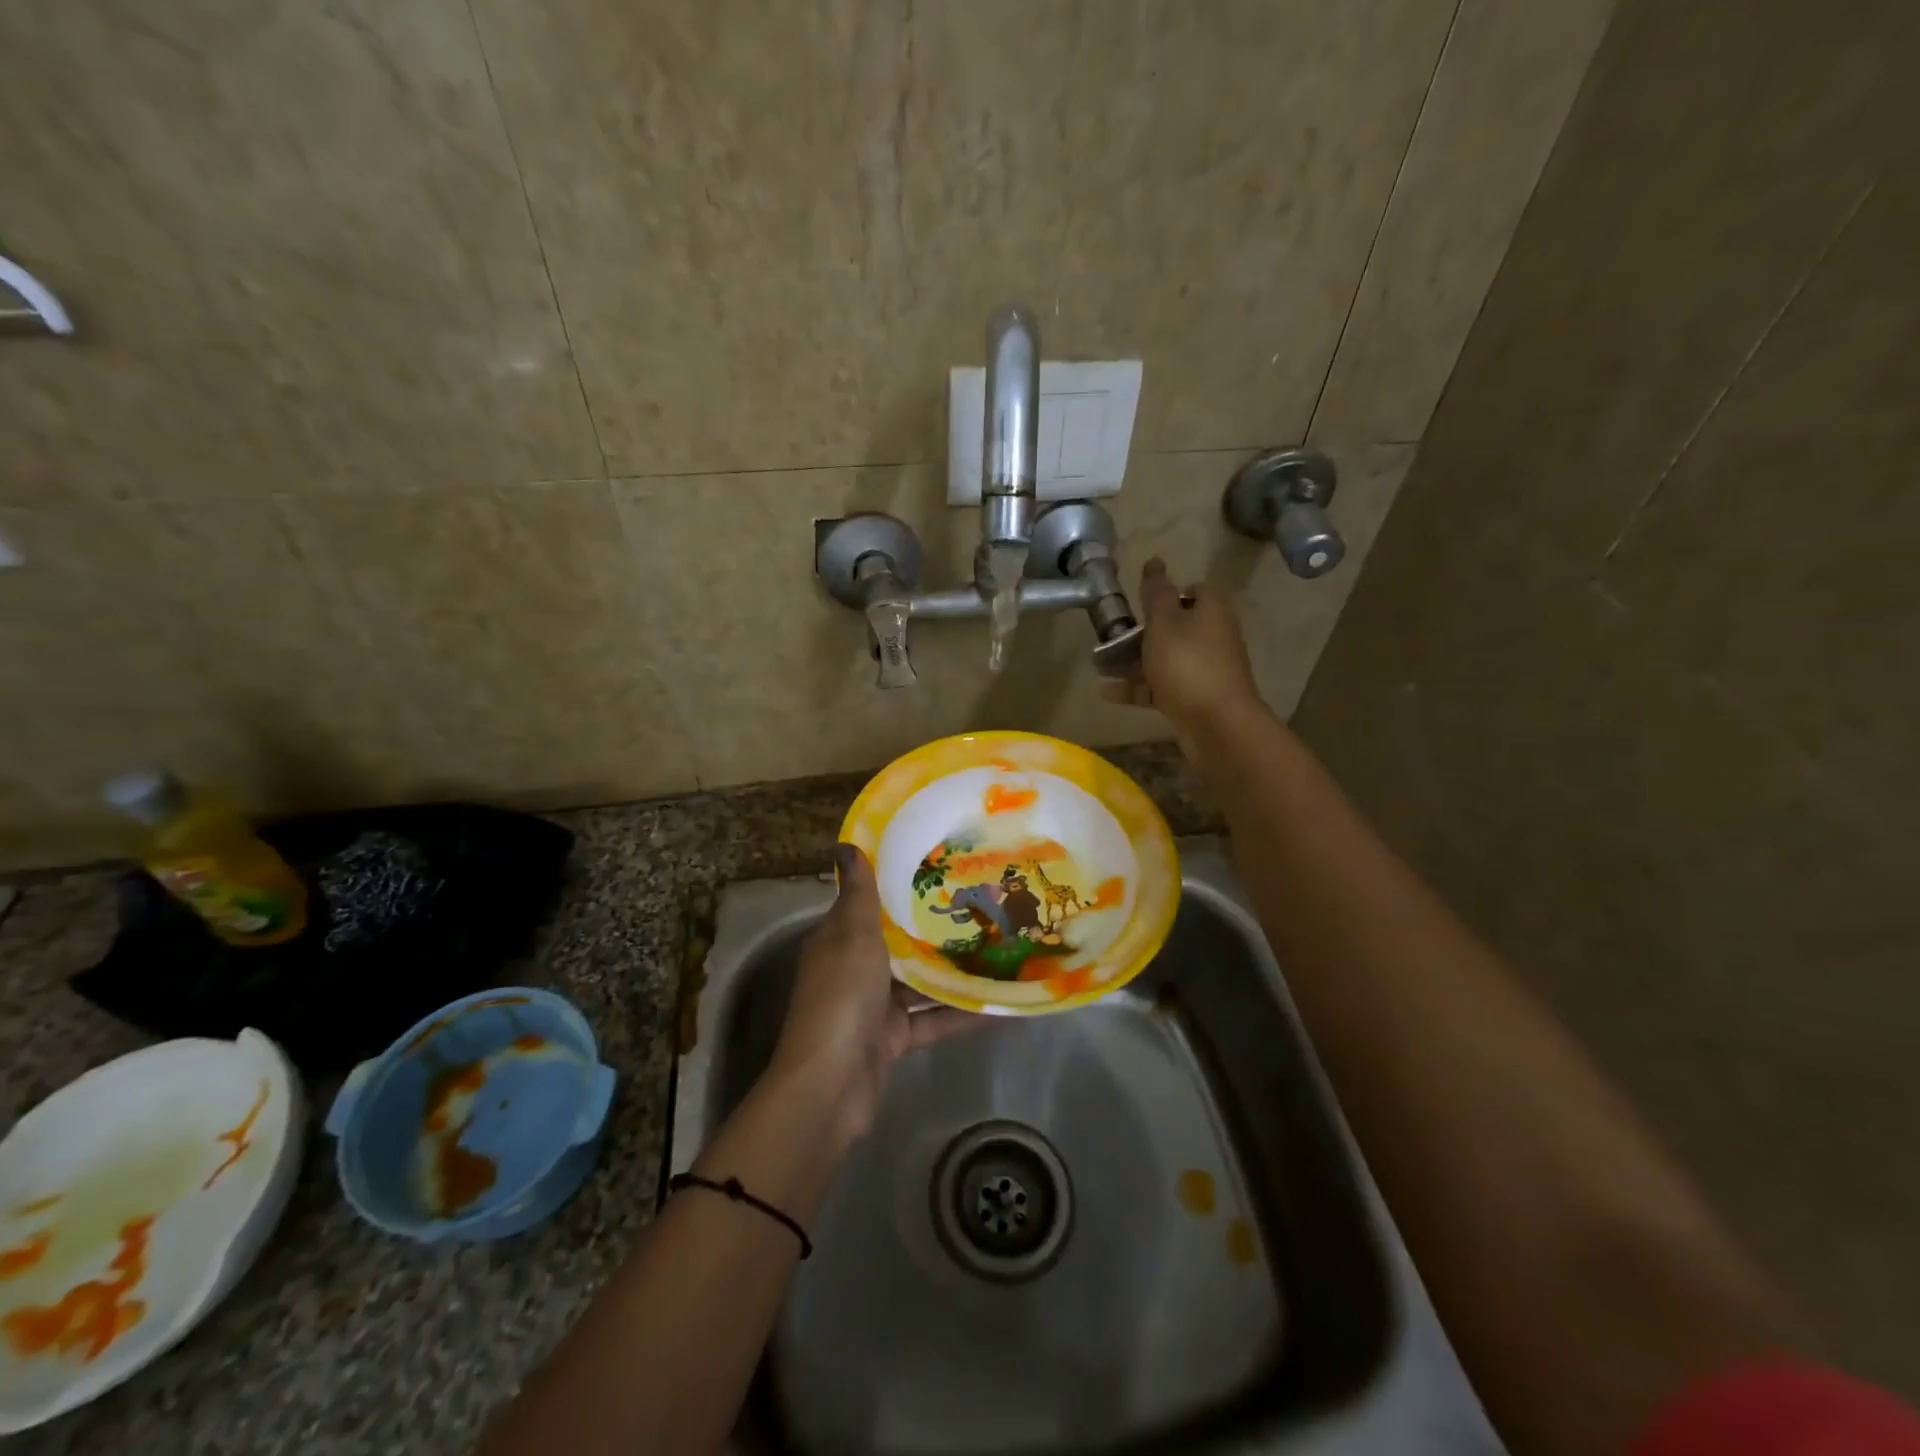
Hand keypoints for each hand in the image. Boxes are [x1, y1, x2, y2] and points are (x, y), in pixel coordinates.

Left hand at [769, 845, 978, 1144]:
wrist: (831, 1085)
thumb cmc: (841, 997)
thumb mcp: (851, 935)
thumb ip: (858, 893)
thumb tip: (845, 843)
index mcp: (838, 940)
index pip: (867, 903)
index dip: (896, 884)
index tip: (937, 864)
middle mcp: (854, 969)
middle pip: (897, 943)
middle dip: (933, 927)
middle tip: (981, 902)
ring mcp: (874, 1007)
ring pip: (919, 982)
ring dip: (952, 970)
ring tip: (998, 946)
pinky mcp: (894, 1038)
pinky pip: (933, 1019)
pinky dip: (962, 1014)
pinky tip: (1001, 1005)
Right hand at [1101, 557, 1261, 728]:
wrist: (1217, 723)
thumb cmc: (1188, 664)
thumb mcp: (1164, 623)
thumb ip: (1156, 593)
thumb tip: (1155, 562)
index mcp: (1211, 610)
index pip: (1193, 590)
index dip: (1166, 593)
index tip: (1139, 602)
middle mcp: (1213, 636)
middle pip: (1175, 626)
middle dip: (1142, 632)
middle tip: (1111, 636)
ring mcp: (1205, 670)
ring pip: (1165, 659)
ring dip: (1134, 662)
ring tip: (1101, 666)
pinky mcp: (1195, 698)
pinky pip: (1162, 687)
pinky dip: (1138, 688)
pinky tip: (1108, 692)